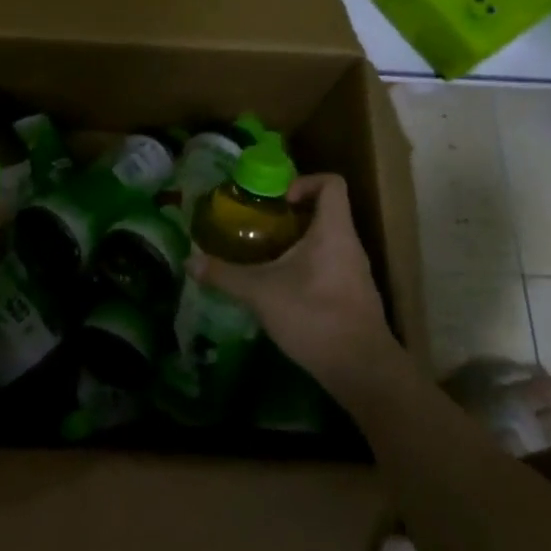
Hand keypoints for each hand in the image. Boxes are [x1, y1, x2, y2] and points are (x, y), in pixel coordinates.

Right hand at [187, 173, 407, 396]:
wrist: (361, 368)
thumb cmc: (313, 315)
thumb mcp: (260, 292)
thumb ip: (224, 275)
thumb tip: (190, 261)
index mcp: (333, 231)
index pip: (331, 184)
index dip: (304, 182)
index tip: (278, 201)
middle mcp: (350, 245)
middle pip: (326, 213)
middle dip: (291, 217)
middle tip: (259, 228)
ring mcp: (356, 273)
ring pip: (327, 243)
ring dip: (298, 245)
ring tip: (266, 258)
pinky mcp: (355, 297)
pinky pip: (330, 268)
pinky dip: (307, 270)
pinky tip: (282, 290)